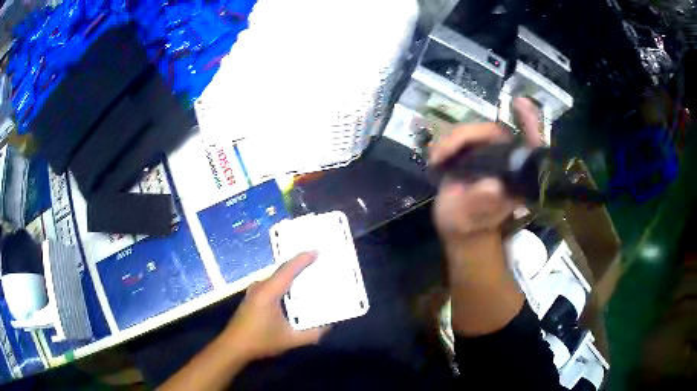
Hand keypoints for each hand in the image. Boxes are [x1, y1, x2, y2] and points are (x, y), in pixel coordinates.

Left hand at [221, 252, 329, 360]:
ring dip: (291, 274)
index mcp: (268, 293)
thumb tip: (328, 326)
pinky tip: (292, 290)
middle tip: (316, 261)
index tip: (316, 251)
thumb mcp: (290, 340)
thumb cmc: (260, 341)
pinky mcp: (253, 297)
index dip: (302, 260)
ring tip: (308, 273)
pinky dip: (284, 283)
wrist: (234, 346)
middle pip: (282, 271)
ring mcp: (254, 291)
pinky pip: (272, 284)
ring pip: (276, 277)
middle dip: (299, 265)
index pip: (287, 271)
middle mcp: (260, 287)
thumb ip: (312, 334)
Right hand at [430, 105, 542, 241]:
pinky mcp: (475, 153)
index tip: (520, 103)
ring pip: (476, 132)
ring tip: (436, 161)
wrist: (460, 228)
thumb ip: (480, 205)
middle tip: (443, 153)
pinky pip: (463, 137)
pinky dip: (447, 144)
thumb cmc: (468, 225)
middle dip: (469, 135)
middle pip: (495, 132)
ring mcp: (491, 155)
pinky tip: (436, 159)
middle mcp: (507, 161)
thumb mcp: (470, 219)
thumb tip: (493, 187)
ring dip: (453, 141)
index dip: (529, 124)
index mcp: (517, 177)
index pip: (530, 146)